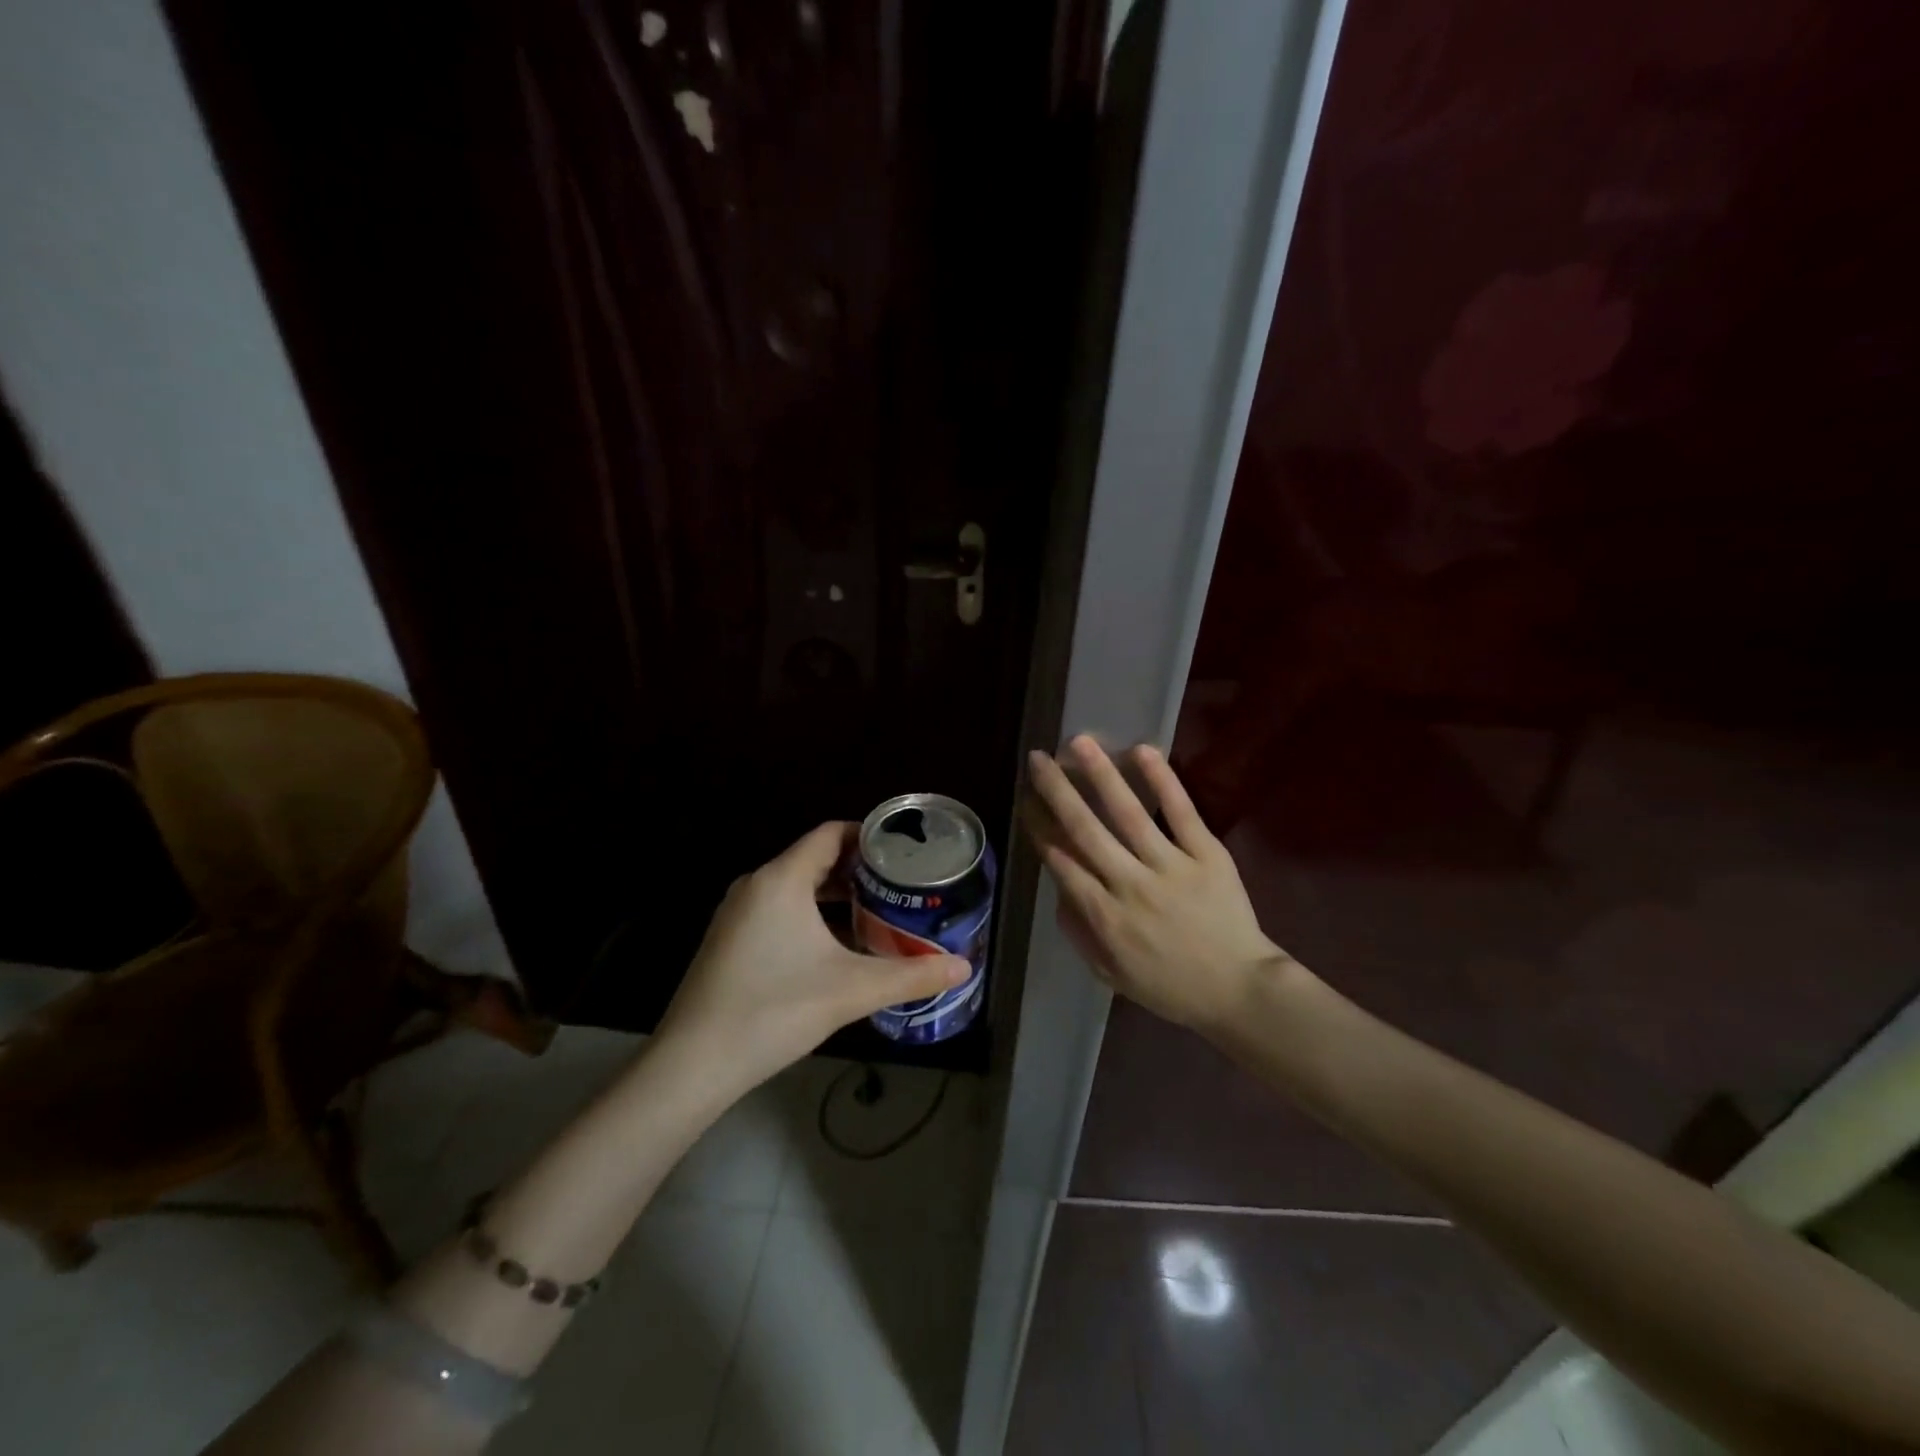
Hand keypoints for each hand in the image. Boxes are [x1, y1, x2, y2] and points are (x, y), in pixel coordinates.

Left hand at [657, 822, 970, 1091]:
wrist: (693, 1064)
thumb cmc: (774, 1010)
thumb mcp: (852, 990)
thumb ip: (911, 976)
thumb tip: (964, 968)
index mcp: (781, 879)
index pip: (830, 834)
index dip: (869, 835)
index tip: (904, 851)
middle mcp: (756, 885)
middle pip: (814, 858)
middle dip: (858, 869)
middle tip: (900, 884)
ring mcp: (737, 913)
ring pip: (795, 886)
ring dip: (835, 894)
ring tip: (878, 911)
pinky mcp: (729, 940)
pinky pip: (778, 909)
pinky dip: (811, 914)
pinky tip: (836, 945)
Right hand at [1025, 736, 1300, 1033]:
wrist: (1240, 992)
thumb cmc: (1170, 985)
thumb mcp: (1110, 974)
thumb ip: (1078, 931)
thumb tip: (1058, 889)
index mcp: (1105, 916)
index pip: (1062, 861)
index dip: (1039, 827)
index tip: (1026, 800)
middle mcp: (1130, 885)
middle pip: (1085, 829)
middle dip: (1057, 790)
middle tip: (1038, 759)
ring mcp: (1171, 866)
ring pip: (1128, 813)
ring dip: (1100, 774)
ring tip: (1079, 742)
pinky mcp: (1207, 855)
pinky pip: (1182, 812)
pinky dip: (1163, 781)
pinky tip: (1142, 751)